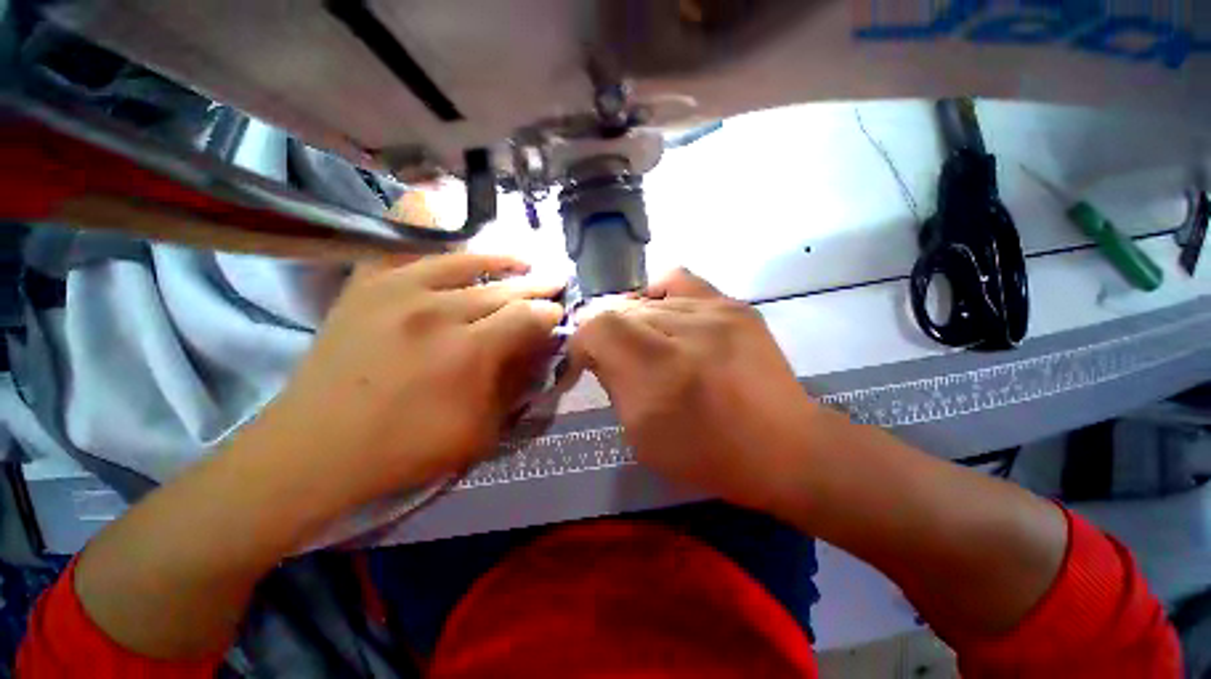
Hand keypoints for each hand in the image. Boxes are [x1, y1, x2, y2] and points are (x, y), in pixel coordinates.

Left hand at [259, 254, 563, 506]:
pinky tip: (460, 245)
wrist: (315, 449)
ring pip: (465, 262)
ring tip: (524, 260)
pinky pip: (409, 250)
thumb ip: (515, 386)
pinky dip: (439, 244)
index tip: (559, 314)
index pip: (527, 317)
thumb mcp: (480, 433)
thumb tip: (538, 350)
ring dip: (502, 261)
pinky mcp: (367, 286)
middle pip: (503, 288)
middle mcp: (438, 311)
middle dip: (537, 285)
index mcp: (469, 351)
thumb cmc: (406, 447)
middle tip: (557, 280)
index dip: (550, 314)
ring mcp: (397, 291)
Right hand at [569, 269, 818, 510]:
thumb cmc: (707, 454)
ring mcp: (715, 311)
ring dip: (634, 320)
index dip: (583, 340)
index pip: (598, 326)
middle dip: (607, 332)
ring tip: (645, 342)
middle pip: (621, 309)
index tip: (587, 360)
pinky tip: (666, 316)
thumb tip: (598, 352)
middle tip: (616, 356)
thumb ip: (613, 384)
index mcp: (659, 372)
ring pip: (647, 298)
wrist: (783, 446)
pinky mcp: (734, 305)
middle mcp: (686, 331)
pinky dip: (661, 296)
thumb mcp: (641, 436)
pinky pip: (680, 281)